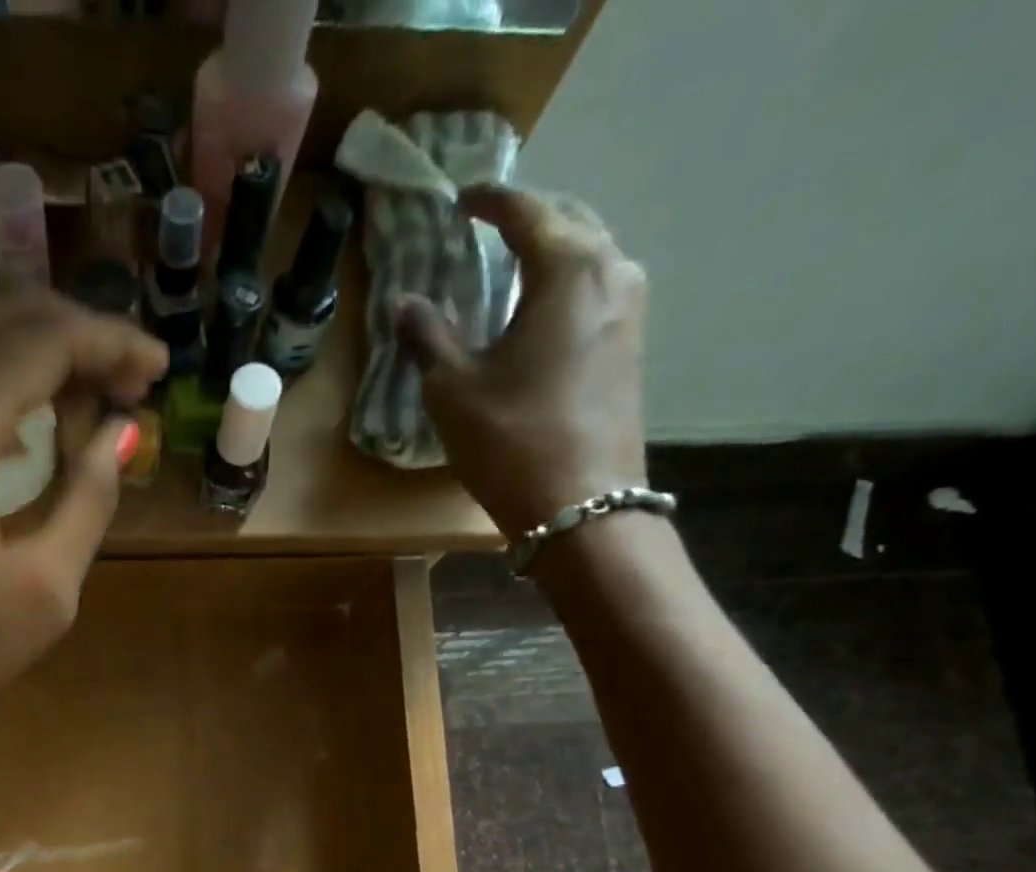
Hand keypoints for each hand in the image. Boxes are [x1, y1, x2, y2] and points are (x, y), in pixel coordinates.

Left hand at [0, 287, 167, 871]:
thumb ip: (89, 497)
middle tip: (129, 378)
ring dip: (28, 347)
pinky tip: (23, 414)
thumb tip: (122, 433)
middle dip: (74, 334)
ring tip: (88, 392)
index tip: (157, 366)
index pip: (40, 340)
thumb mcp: (42, 594)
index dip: (109, 342)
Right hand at [394, 186, 647, 541]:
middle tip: (488, 227)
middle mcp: (611, 273)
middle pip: (570, 221)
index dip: (489, 202)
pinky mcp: (631, 347)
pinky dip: (566, 284)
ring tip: (513, 266)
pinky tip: (540, 311)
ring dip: (552, 250)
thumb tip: (404, 303)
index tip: (460, 201)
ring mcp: (630, 311)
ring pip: (590, 255)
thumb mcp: (453, 389)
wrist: (581, 506)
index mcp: (568, 268)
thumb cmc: (511, 440)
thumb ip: (427, 337)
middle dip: (529, 217)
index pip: (527, 211)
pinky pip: (597, 291)